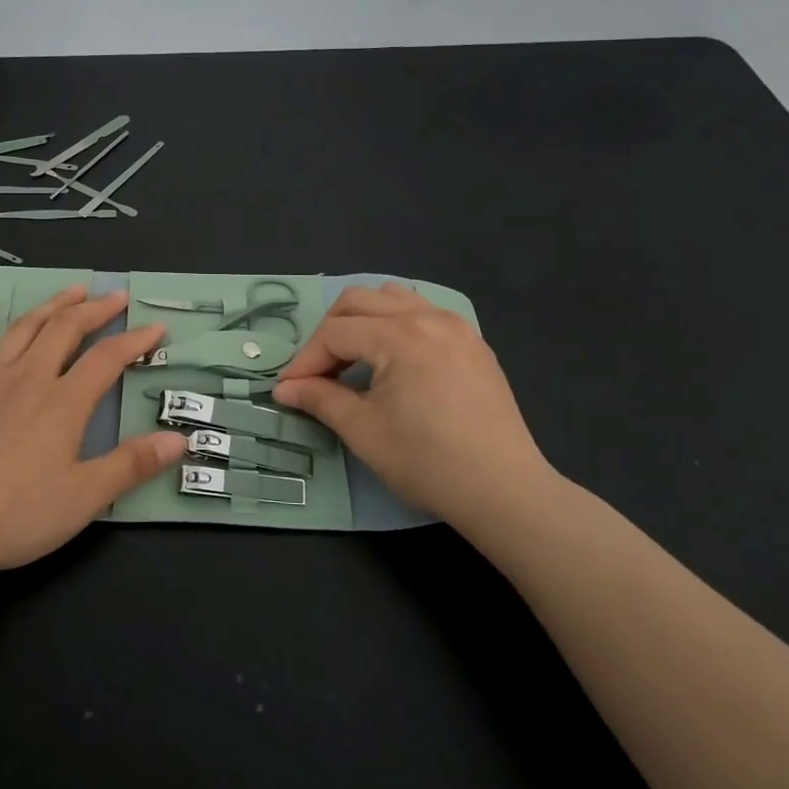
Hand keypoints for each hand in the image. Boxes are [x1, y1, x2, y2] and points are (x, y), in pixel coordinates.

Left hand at [0, 286, 186, 582]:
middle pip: (66, 330)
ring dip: (50, 306)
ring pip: (24, 329)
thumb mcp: (84, 497)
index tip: (157, 327)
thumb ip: (132, 465)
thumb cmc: (16, 514)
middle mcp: (28, 378)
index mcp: (64, 402)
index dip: (136, 340)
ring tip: (71, 291)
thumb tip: (179, 440)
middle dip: (94, 309)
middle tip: (115, 296)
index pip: (108, 358)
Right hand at [272, 283, 563, 528]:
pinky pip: (423, 312)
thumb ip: (319, 399)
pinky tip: (393, 360)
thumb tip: (284, 388)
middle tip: (318, 371)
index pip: (335, 333)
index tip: (289, 388)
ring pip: (392, 297)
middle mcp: (428, 317)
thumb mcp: (363, 431)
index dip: (305, 360)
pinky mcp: (473, 343)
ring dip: (362, 320)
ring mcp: (456, 326)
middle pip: (359, 301)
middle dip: (329, 332)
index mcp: (400, 336)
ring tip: (353, 358)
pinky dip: (395, 323)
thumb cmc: (428, 462)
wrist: (504, 491)